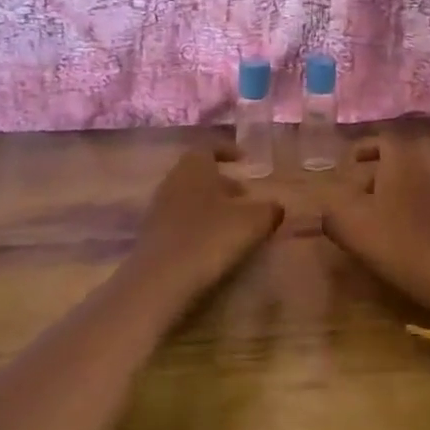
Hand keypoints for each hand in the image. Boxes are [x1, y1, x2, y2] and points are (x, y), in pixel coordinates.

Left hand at [127, 144, 283, 310]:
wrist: (160, 281)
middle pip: (199, 175)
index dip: (228, 151)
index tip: (245, 160)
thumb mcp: (254, 221)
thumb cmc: (211, 238)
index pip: (209, 147)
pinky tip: (215, 245)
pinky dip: (199, 226)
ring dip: (212, 206)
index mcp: (194, 167)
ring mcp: (158, 210)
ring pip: (190, 198)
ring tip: (235, 224)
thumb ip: (270, 209)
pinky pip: (181, 222)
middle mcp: (173, 182)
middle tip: (246, 196)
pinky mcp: (152, 237)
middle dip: (223, 183)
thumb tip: (276, 206)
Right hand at [319, 137, 429, 311]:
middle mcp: (423, 172)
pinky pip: (417, 203)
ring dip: (385, 195)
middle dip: (371, 175)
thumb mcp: (348, 224)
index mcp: (400, 164)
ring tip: (365, 217)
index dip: (363, 148)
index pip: (383, 141)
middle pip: (395, 163)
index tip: (347, 163)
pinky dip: (400, 210)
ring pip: (406, 184)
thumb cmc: (392, 240)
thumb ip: (331, 209)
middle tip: (352, 193)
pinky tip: (387, 233)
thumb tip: (328, 206)